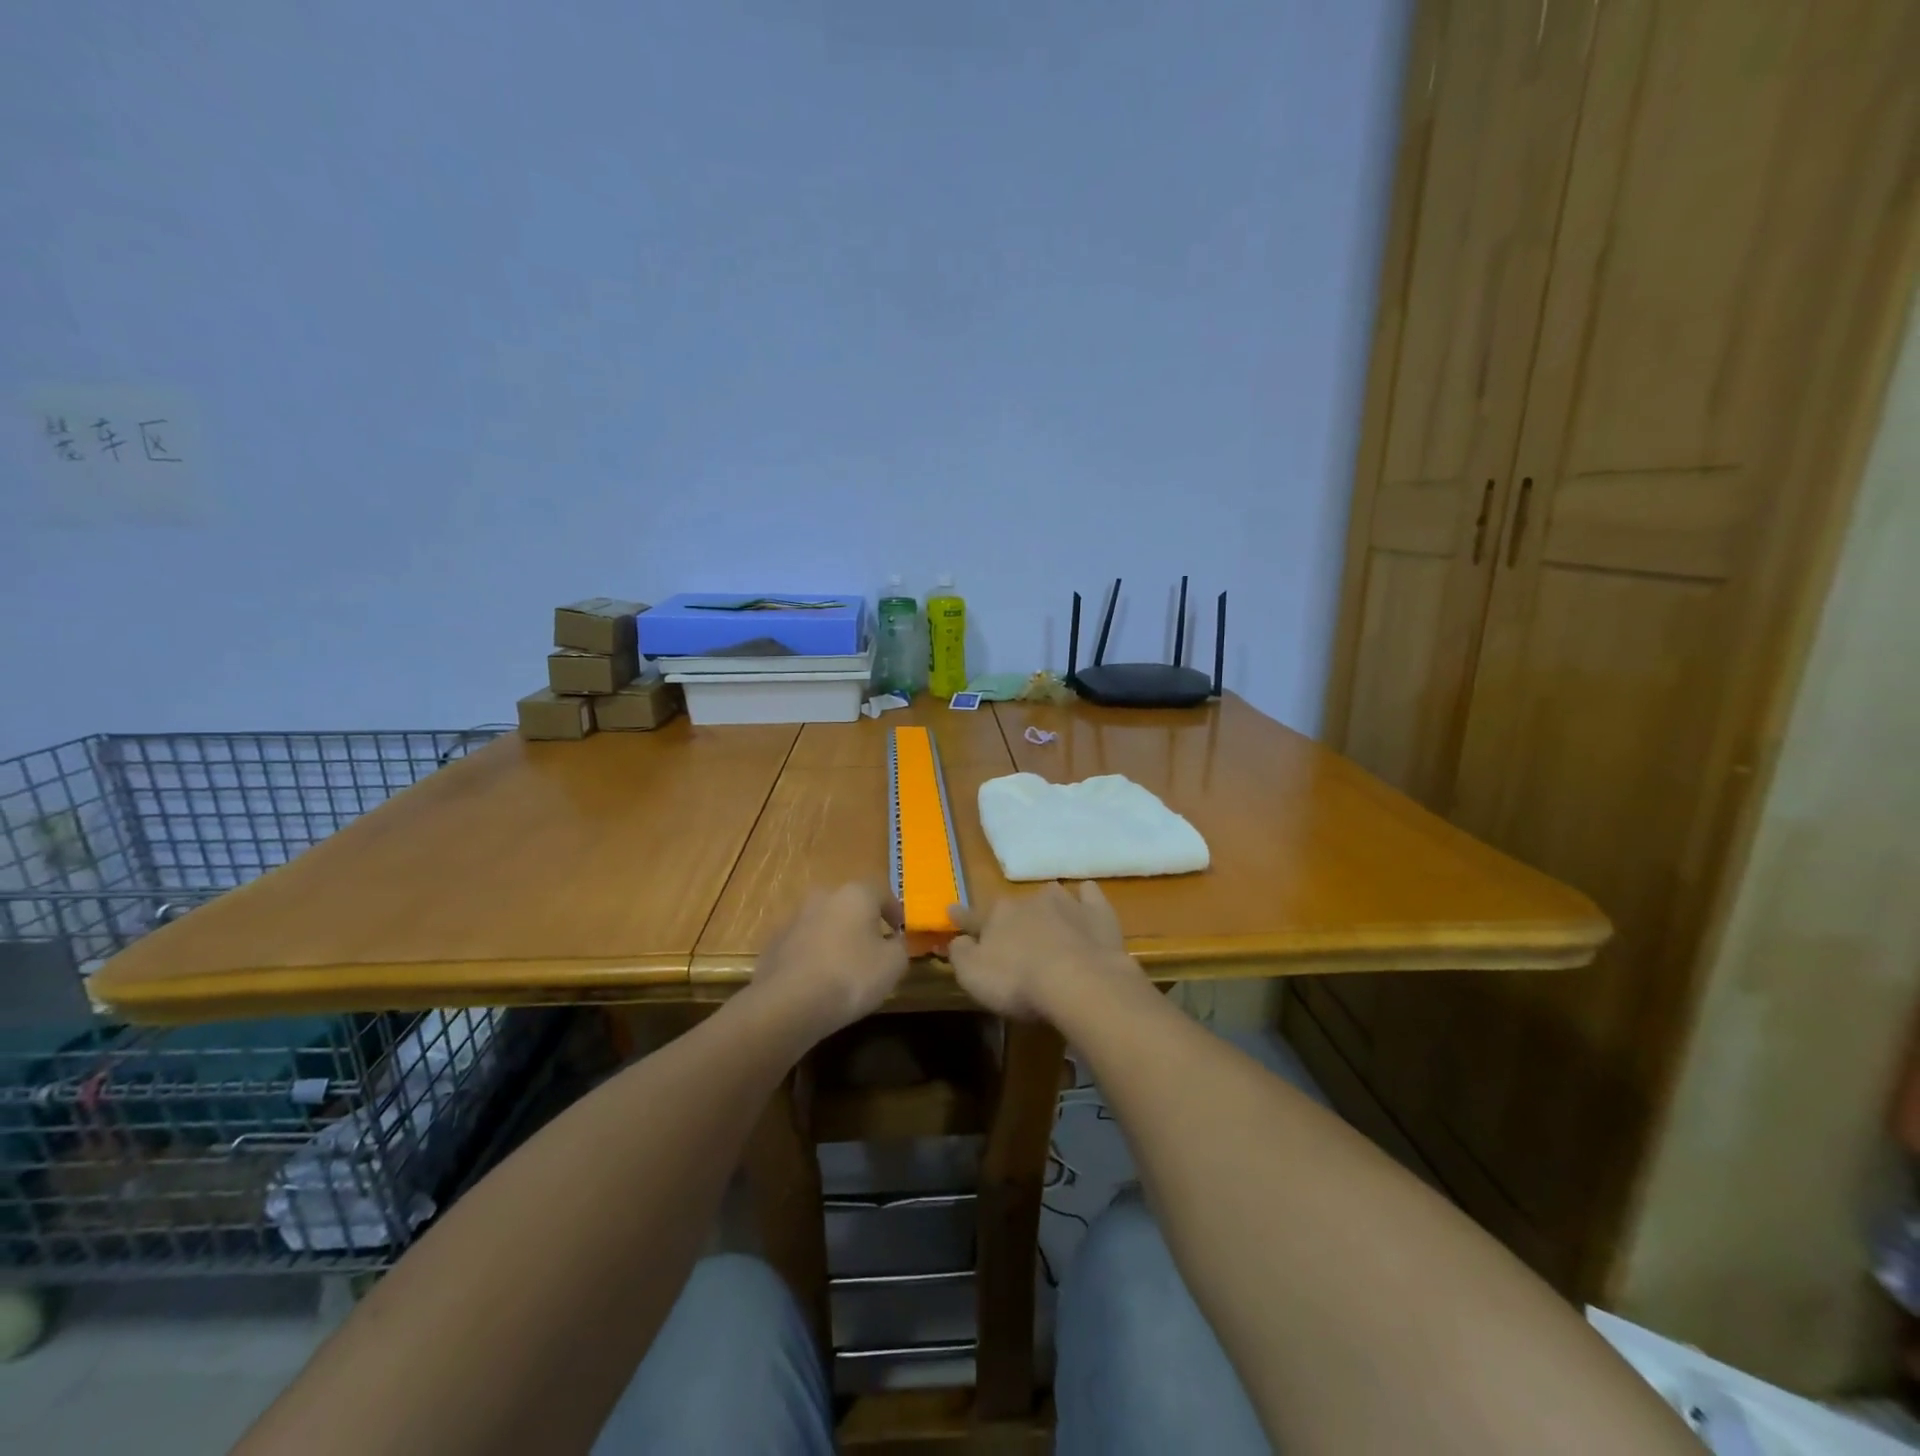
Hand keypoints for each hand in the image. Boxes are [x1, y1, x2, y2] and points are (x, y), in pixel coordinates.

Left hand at [752, 883, 909, 1040]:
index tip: (900, 932)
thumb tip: (894, 940)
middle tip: (872, 948)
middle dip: (862, 923)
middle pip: (850, 906)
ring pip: (824, 924)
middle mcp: (823, 897)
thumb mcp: (893, 964)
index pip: (882, 894)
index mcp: (855, 894)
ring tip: (844, 967)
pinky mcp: (773, 943)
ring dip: (835, 938)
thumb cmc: (851, 976)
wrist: (788, 1003)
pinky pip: (803, 945)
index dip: (895, 913)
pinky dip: (813, 956)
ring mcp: (794, 919)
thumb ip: (900, 946)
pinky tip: (817, 980)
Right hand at [948, 881, 1138, 1019]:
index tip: (952, 911)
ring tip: (1050, 924)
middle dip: (1012, 919)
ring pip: (1050, 897)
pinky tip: (1085, 905)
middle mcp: (1030, 900)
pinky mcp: (1098, 913)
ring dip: (1047, 907)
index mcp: (997, 914)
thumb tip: (957, 939)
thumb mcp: (973, 976)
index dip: (961, 917)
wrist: (1080, 983)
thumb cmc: (1019, 982)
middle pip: (1015, 907)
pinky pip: (1088, 896)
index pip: (973, 916)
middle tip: (1014, 940)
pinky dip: (1085, 899)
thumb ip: (960, 954)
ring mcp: (1067, 903)